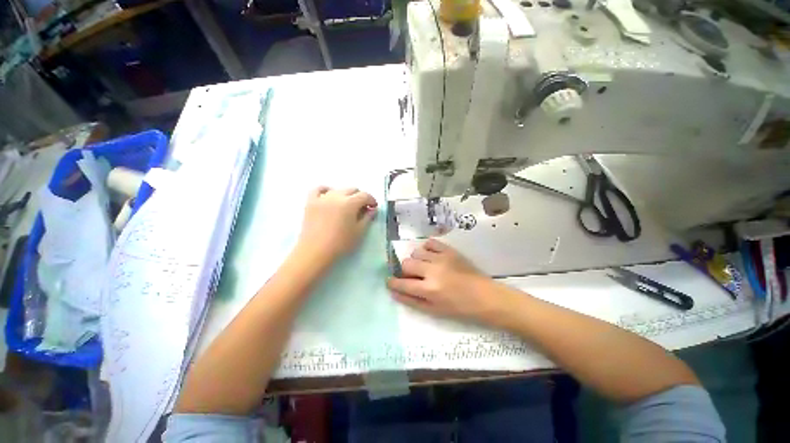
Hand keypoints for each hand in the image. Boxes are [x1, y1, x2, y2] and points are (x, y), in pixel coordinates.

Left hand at [297, 187, 377, 261]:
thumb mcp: (359, 232)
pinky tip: (329, 196)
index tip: (373, 208)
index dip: (372, 200)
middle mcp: (337, 196)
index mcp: (350, 203)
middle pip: (352, 189)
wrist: (315, 251)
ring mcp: (322, 197)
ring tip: (347, 205)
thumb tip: (372, 209)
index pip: (365, 195)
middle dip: (360, 197)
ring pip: (338, 189)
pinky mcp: (311, 202)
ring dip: (346, 195)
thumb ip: (367, 218)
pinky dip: (326, 190)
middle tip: (362, 208)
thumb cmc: (340, 243)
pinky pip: (318, 189)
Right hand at [387, 239, 502, 323]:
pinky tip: (430, 256)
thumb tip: (394, 292)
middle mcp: (433, 271)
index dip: (392, 283)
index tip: (390, 282)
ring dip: (416, 260)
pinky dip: (426, 248)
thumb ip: (412, 301)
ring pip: (416, 252)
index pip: (402, 283)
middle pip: (407, 263)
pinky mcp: (449, 250)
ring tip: (424, 266)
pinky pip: (430, 242)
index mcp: (429, 289)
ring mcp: (442, 258)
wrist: (485, 297)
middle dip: (405, 271)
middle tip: (413, 276)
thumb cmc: (460, 308)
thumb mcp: (434, 311)